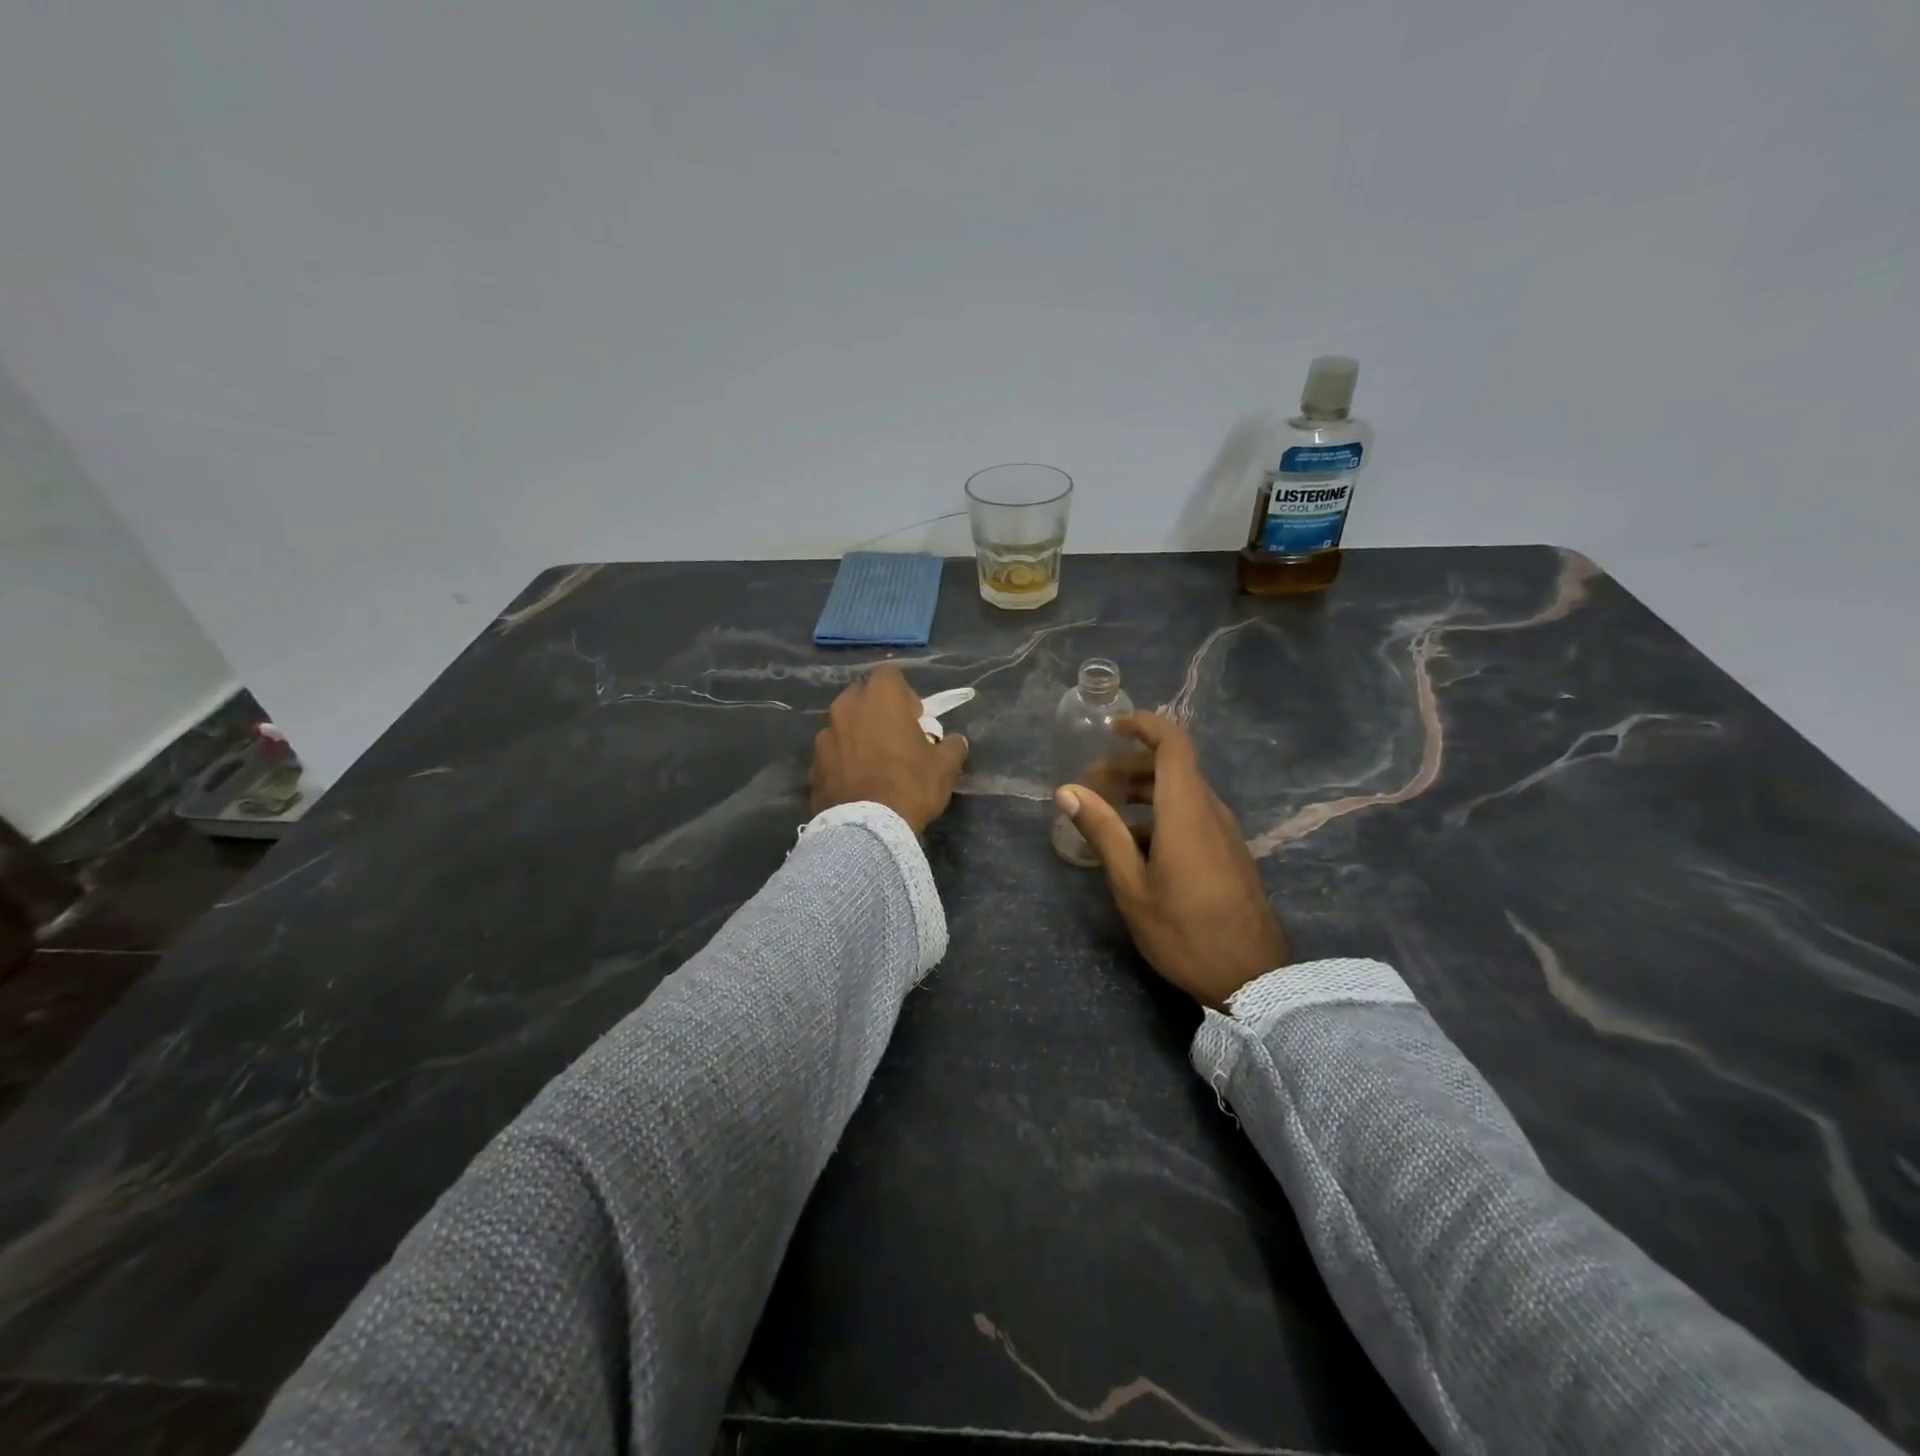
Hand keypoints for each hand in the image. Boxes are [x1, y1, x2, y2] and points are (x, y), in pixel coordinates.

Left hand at [811, 665, 969, 834]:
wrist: (866, 829)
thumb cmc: (910, 786)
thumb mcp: (944, 768)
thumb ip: (952, 747)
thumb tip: (956, 741)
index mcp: (879, 699)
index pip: (889, 675)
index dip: (904, 693)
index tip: (914, 717)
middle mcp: (846, 709)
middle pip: (861, 696)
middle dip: (876, 710)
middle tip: (894, 737)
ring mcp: (824, 737)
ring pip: (842, 725)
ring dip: (857, 735)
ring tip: (873, 763)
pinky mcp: (812, 765)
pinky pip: (831, 754)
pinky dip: (842, 761)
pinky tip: (856, 783)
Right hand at [1055, 712, 1287, 1006]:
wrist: (1253, 979)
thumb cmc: (1184, 931)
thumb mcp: (1132, 884)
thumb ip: (1102, 831)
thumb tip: (1067, 790)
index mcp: (1186, 809)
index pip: (1173, 742)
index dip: (1143, 725)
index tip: (1109, 729)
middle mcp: (1209, 810)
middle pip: (1172, 766)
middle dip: (1128, 765)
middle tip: (1090, 785)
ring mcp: (1223, 831)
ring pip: (1181, 791)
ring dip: (1142, 792)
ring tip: (1105, 815)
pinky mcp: (1228, 852)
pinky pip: (1192, 814)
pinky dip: (1160, 814)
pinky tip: (1134, 846)